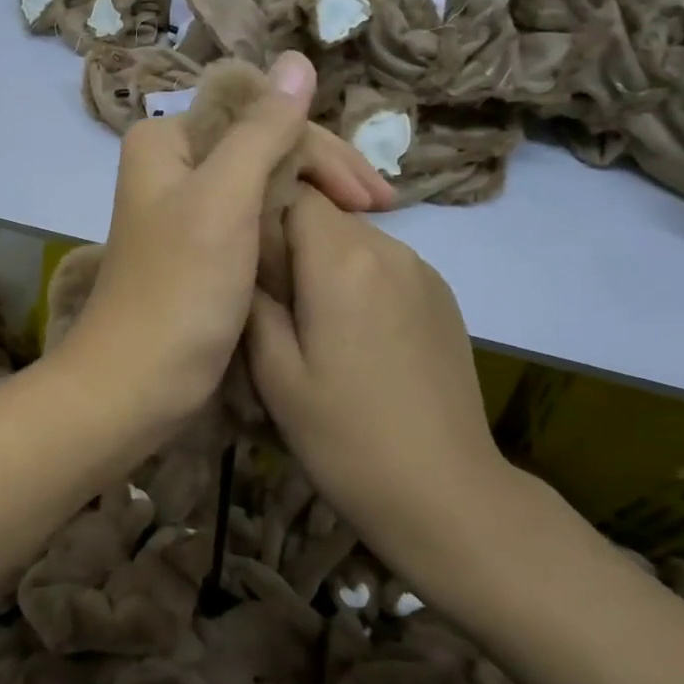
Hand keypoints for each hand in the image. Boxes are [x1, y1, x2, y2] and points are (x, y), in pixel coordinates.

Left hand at [61, 52, 391, 435]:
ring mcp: (186, 211)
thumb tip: (297, 60)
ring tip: (365, 225)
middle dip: (323, 174)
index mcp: (166, 140)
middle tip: (381, 209)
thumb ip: (262, 130)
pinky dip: (289, 229)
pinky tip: (323, 242)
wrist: (136, 384)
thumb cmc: (179, 290)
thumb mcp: (224, 199)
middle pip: (262, 148)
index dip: (320, 147)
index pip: (259, 115)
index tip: (370, 195)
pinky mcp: (199, 252)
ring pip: (262, 185)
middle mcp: (172, 166)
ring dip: (313, 200)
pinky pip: (253, 221)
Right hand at [245, 187, 509, 542]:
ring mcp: (423, 272)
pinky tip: (352, 338)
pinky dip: (357, 282)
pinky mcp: (443, 298)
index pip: (294, 191)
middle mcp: (390, 249)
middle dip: (289, 241)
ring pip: (355, 241)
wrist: (443, 492)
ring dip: (322, 264)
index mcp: (343, 259)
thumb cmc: (344, 435)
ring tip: (308, 323)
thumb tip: (243, 257)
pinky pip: (384, 267)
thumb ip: (252, 300)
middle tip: (266, 299)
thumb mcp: (274, 372)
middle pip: (325, 215)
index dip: (260, 212)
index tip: (240, 259)